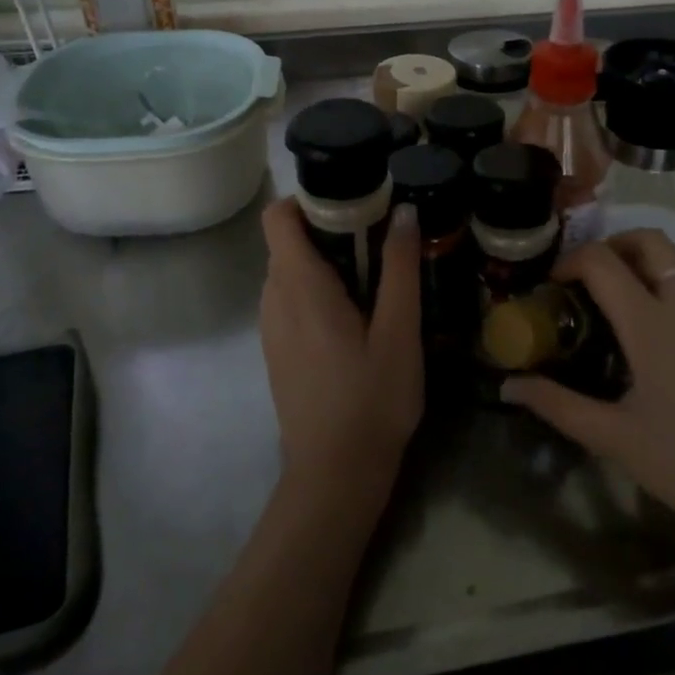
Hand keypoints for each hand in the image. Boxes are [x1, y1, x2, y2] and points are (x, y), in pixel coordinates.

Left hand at [259, 198, 423, 505]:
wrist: (335, 475)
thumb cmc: (371, 400)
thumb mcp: (399, 332)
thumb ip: (399, 268)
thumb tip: (402, 211)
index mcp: (299, 286)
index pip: (278, 216)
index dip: (310, 198)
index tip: (356, 201)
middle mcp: (274, 299)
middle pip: (289, 240)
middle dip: (331, 227)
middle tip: (382, 238)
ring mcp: (271, 327)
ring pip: (291, 270)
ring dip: (327, 259)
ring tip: (376, 274)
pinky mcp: (278, 349)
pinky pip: (292, 299)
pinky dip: (319, 289)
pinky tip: (359, 314)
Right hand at [505, 231, 674, 560]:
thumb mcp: (616, 440)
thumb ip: (558, 405)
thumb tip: (507, 385)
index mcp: (652, 326)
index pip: (602, 264)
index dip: (572, 261)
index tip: (557, 281)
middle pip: (653, 241)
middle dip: (618, 245)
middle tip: (600, 273)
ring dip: (669, 256)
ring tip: (652, 284)